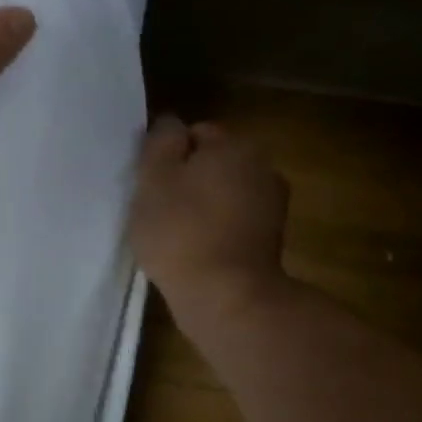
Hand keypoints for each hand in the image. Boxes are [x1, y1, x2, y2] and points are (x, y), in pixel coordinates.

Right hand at [128, 118, 292, 314]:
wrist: (225, 297)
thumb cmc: (181, 231)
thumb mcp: (154, 178)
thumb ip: (160, 143)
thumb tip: (171, 124)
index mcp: (235, 146)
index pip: (195, 134)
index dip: (168, 157)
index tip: (150, 185)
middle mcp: (262, 168)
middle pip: (212, 164)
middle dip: (187, 181)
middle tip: (157, 210)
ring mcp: (271, 206)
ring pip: (223, 194)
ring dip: (201, 207)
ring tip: (174, 236)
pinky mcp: (269, 241)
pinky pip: (232, 223)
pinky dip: (215, 231)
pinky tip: (194, 252)